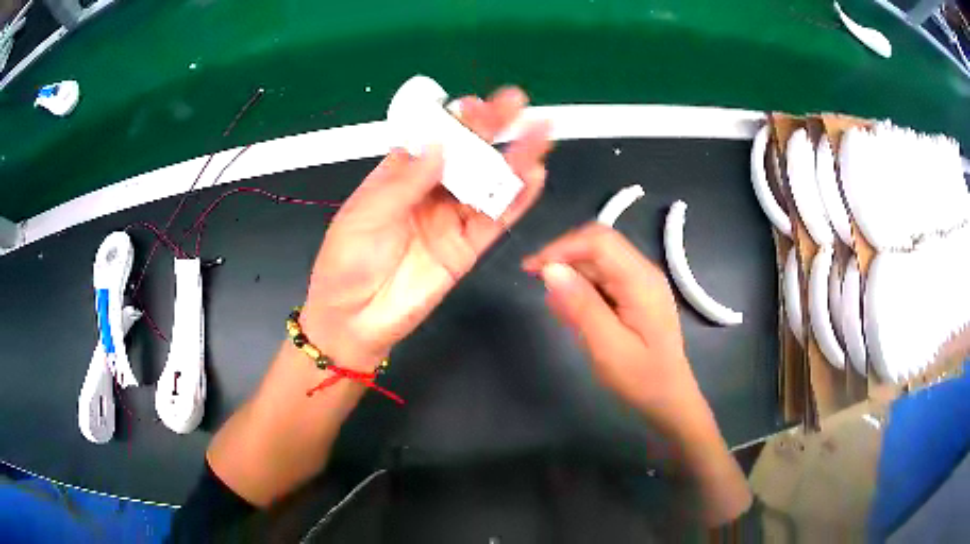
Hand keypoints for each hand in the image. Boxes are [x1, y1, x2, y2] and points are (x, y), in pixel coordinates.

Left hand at [303, 88, 551, 368]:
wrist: (354, 319)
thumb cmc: (346, 263)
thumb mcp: (365, 216)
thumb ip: (404, 182)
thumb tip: (437, 145)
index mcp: (398, 176)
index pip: (433, 140)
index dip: (454, 121)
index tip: (473, 105)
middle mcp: (429, 192)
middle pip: (466, 156)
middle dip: (492, 129)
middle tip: (517, 104)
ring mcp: (451, 219)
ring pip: (487, 184)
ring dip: (514, 159)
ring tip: (539, 133)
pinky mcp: (467, 248)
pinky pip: (495, 221)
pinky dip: (516, 200)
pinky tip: (534, 177)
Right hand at [524, 224, 751, 525]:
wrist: (670, 400)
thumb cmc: (642, 379)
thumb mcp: (608, 348)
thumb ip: (581, 307)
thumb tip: (550, 270)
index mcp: (641, 281)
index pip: (598, 242)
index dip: (561, 247)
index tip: (531, 269)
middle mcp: (643, 272)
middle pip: (599, 244)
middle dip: (564, 255)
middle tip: (536, 280)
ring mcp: (641, 282)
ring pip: (599, 259)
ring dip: (572, 272)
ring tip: (556, 305)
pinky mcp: (636, 294)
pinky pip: (604, 277)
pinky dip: (583, 286)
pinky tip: (572, 310)